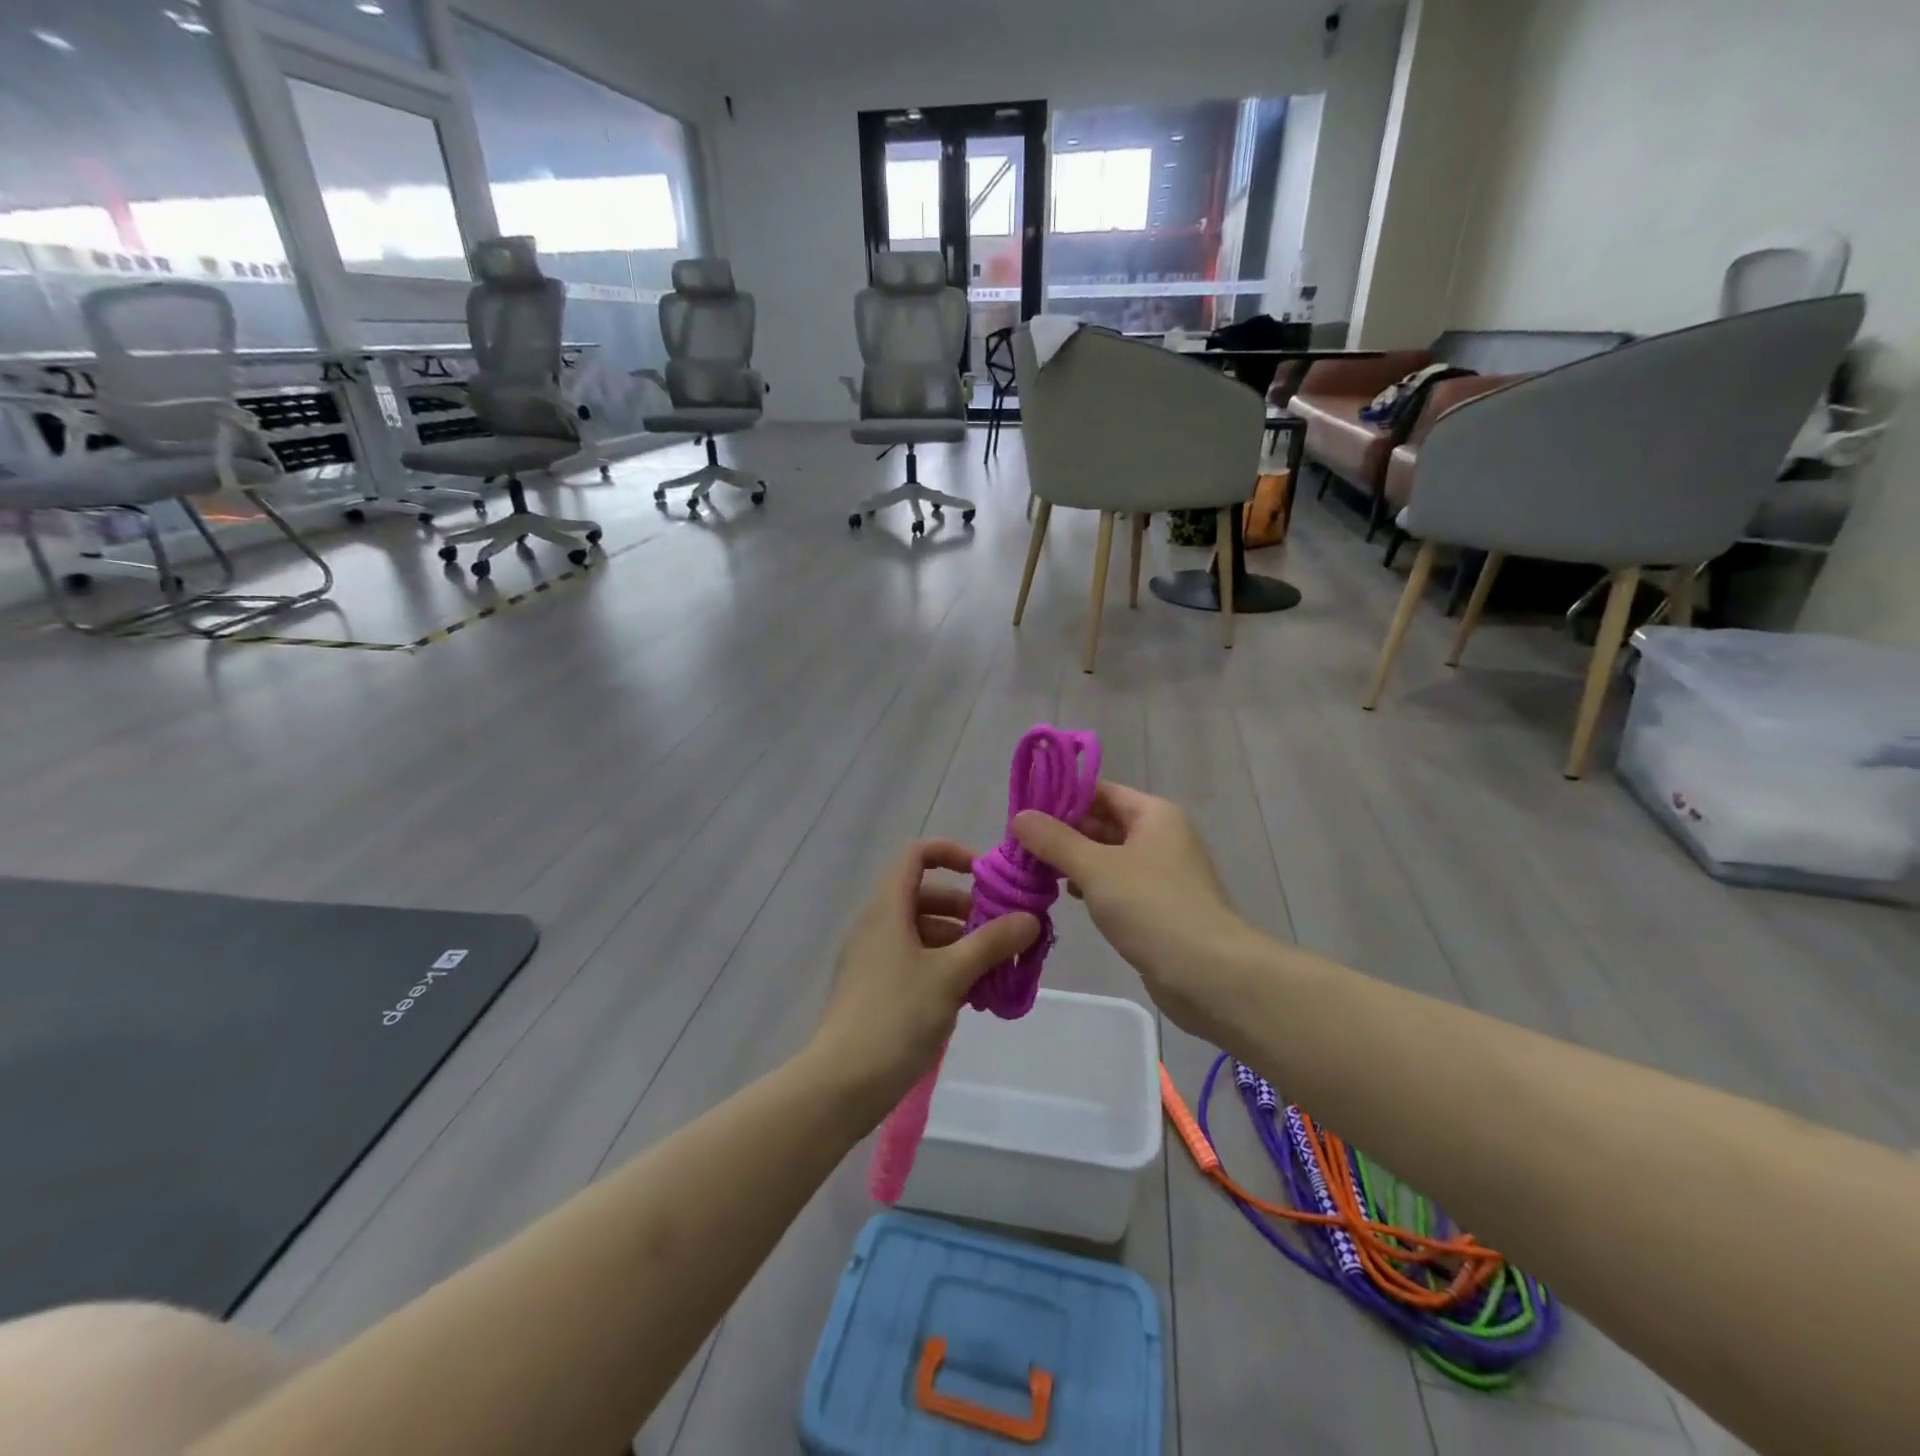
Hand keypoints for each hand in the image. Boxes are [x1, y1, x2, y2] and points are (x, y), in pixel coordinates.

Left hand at [810, 840, 1039, 1117]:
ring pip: (924, 933)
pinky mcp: (877, 989)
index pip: (917, 855)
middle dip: (968, 910)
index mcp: (888, 908)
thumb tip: (1030, 919)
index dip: (952, 854)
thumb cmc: (896, 1016)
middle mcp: (878, 924)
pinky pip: (916, 962)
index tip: (986, 878)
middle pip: (926, 896)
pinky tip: (974, 996)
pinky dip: (945, 968)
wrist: (843, 1083)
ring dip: (962, 943)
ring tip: (997, 971)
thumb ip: (991, 942)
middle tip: (1003, 934)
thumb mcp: (951, 975)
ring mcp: (875, 958)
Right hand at [1014, 782, 1256, 1038]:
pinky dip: (1092, 885)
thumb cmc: (1152, 908)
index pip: (1099, 791)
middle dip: (1063, 833)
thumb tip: (1020, 816)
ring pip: (1108, 855)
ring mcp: (1162, 873)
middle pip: (1103, 822)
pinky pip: (1118, 884)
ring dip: (1074, 861)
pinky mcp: (1159, 906)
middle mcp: (1161, 836)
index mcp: (1153, 814)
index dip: (1061, 797)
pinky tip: (1067, 895)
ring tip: (1034, 870)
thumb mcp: (1096, 868)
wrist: (1209, 974)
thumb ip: (1055, 841)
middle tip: (1019, 845)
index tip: (1023, 811)